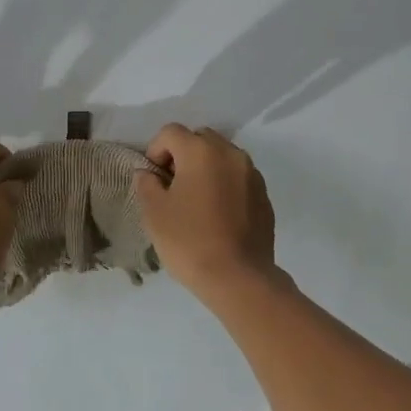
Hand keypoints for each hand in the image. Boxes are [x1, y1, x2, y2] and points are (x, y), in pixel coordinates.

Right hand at [135, 125, 277, 299]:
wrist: (238, 278)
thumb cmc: (189, 241)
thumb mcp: (154, 212)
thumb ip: (146, 184)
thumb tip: (148, 174)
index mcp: (201, 152)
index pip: (171, 132)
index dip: (155, 150)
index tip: (153, 179)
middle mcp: (230, 154)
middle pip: (200, 138)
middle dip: (182, 154)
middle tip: (173, 185)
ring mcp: (252, 174)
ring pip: (222, 156)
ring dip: (206, 167)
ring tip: (196, 200)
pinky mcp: (264, 195)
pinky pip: (238, 177)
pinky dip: (225, 184)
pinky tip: (217, 214)